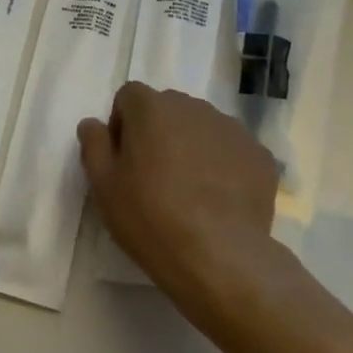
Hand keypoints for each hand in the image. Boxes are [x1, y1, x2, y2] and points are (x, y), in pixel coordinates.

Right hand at [78, 83, 280, 331]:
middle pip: (168, 109)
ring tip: (190, 192)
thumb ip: (94, 144)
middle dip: (158, 133)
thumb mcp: (103, 185)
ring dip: (191, 147)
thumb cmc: (150, 217)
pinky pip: (232, 151)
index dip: (122, 125)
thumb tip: (93, 123)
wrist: (219, 255)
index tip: (124, 161)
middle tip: (154, 178)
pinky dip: (223, 166)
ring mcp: (231, 128)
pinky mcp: (259, 154)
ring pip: (202, 128)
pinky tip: (219, 201)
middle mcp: (193, 106)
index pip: (129, 97)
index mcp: (152, 107)